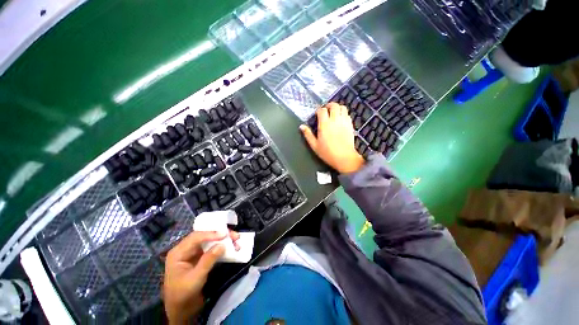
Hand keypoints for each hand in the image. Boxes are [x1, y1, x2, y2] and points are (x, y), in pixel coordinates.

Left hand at [163, 230, 239, 323]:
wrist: (181, 310)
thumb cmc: (183, 294)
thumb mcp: (195, 278)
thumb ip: (208, 261)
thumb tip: (222, 245)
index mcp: (178, 252)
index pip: (195, 237)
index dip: (211, 234)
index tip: (225, 234)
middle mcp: (186, 249)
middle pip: (205, 236)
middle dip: (220, 235)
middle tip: (235, 236)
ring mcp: (194, 253)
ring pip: (210, 241)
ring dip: (223, 240)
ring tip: (236, 241)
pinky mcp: (201, 257)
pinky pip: (212, 248)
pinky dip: (222, 247)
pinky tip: (232, 248)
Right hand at [300, 103, 364, 173]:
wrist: (344, 158)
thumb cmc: (327, 153)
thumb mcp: (314, 145)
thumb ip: (308, 135)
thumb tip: (301, 126)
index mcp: (324, 124)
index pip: (322, 110)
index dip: (319, 111)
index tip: (317, 115)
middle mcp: (335, 120)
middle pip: (334, 105)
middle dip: (329, 105)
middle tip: (326, 110)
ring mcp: (344, 122)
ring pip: (342, 107)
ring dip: (337, 108)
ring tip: (334, 113)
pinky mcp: (350, 125)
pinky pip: (347, 114)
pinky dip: (343, 113)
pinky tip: (340, 119)